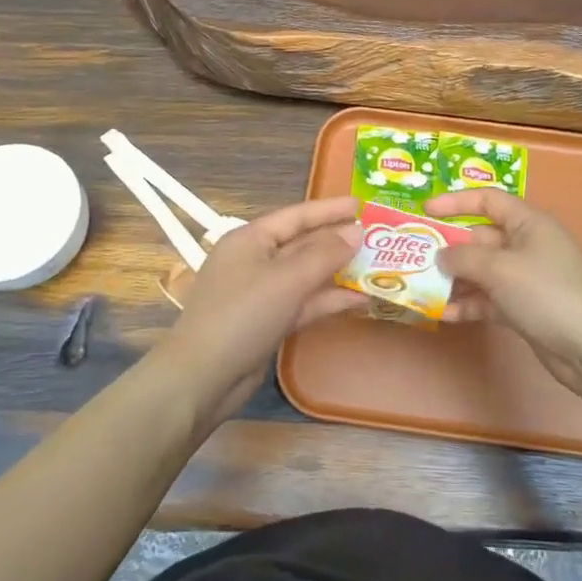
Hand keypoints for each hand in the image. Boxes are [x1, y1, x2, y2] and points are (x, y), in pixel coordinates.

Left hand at [151, 195, 365, 421]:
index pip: (296, 215)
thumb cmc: (242, 314)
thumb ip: (325, 254)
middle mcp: (255, 260)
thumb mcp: (287, 279)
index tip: (362, 205)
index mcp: (251, 238)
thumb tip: (357, 232)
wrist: (203, 376)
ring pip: (306, 274)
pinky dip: (329, 300)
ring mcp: (261, 292)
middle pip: (303, 243)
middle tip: (378, 236)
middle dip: (338, 240)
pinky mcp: (268, 320)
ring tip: (377, 267)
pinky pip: (304, 302)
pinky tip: (360, 300)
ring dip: (338, 272)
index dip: (329, 209)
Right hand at [425, 189, 581, 402]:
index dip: (455, 202)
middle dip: (448, 248)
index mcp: (528, 223)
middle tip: (413, 258)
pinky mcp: (524, 309)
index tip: (424, 211)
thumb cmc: (548, 292)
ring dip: (453, 280)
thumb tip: (440, 255)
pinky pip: (488, 300)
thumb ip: (464, 258)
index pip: (487, 200)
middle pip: (480, 239)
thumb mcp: (501, 268)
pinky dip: (468, 305)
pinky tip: (443, 315)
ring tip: (421, 289)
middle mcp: (526, 246)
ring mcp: (526, 279)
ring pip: (481, 272)